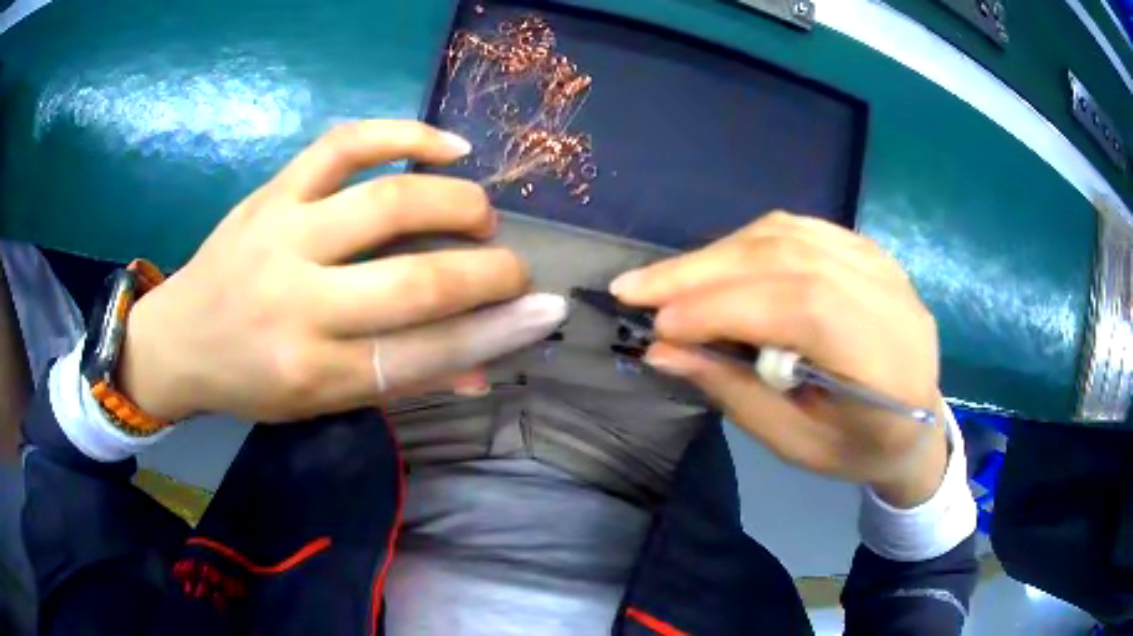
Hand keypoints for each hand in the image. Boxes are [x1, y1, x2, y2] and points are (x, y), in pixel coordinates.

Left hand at [117, 120, 565, 422]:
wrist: (180, 337)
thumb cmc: (252, 381)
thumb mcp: (320, 402)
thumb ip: (400, 382)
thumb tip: (482, 367)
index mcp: (313, 371)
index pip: (426, 354)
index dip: (496, 333)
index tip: (544, 313)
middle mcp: (298, 303)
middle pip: (417, 280)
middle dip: (491, 273)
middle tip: (516, 270)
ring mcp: (283, 234)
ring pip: (388, 202)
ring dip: (458, 203)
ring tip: (482, 215)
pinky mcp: (274, 191)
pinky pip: (346, 144)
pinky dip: (406, 134)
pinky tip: (449, 147)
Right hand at [611, 212, 946, 507]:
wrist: (919, 423)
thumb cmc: (859, 448)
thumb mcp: (796, 444)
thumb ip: (735, 393)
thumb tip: (663, 349)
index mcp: (885, 362)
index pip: (803, 307)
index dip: (726, 307)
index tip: (660, 325)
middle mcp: (890, 297)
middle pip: (789, 258)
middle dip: (704, 270)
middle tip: (636, 287)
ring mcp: (882, 264)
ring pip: (789, 234)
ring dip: (718, 253)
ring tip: (667, 278)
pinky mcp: (868, 250)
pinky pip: (800, 229)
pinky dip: (748, 242)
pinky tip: (717, 262)